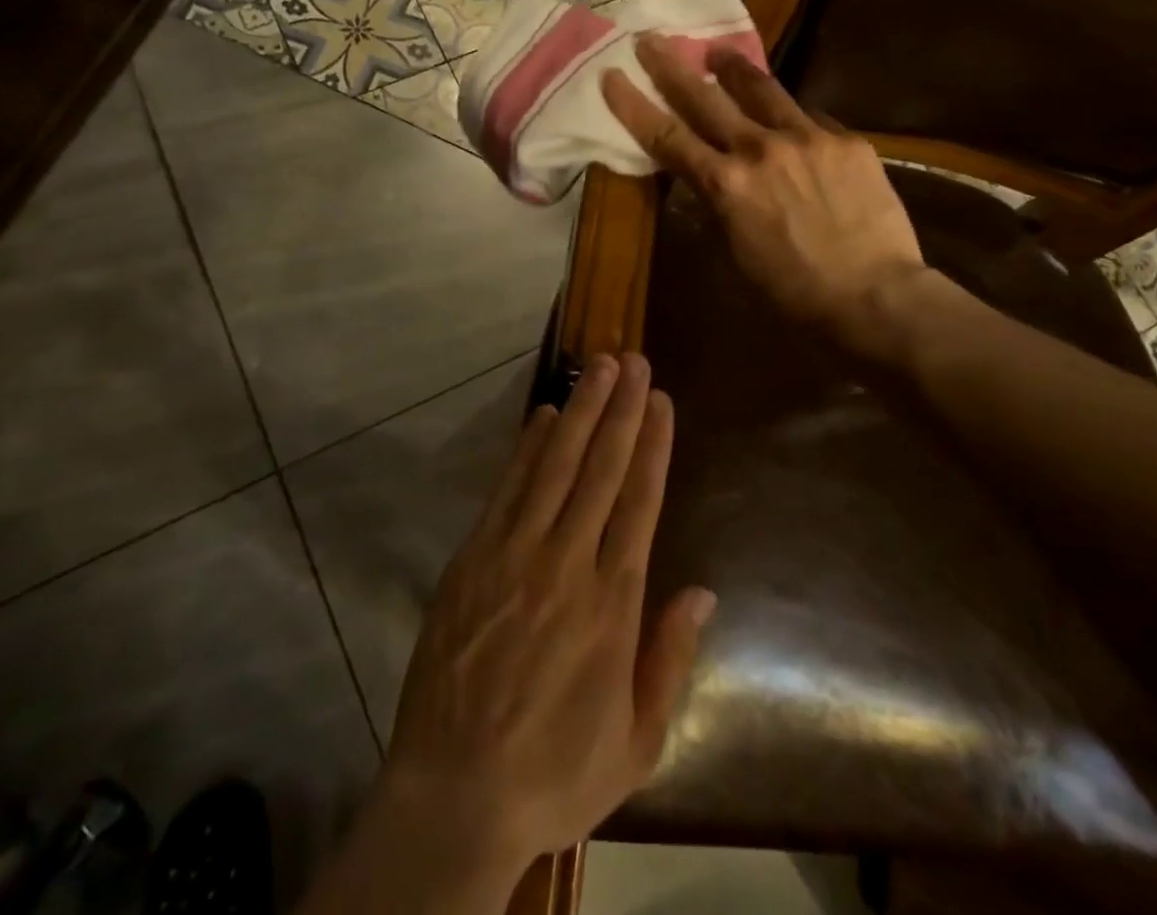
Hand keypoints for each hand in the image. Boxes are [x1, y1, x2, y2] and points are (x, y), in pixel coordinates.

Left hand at [381, 354, 714, 871]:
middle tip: (631, 359)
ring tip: (595, 368)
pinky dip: (526, 448)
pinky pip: (506, 489)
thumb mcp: (636, 741)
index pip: (638, 503)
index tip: (660, 401)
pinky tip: (543, 416)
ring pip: (553, 466)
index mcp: (611, 604)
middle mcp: (565, 564)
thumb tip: (703, 591)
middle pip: (598, 470)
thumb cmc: (555, 773)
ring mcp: (512, 554)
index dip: (651, 446)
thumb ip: (670, 658)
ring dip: (578, 412)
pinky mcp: (472, 557)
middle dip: (619, 410)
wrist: (453, 796)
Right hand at [602, 34, 927, 347]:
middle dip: (671, 66)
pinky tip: (792, 124)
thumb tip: (708, 181)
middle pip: (704, 98)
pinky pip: (811, 118)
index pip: (666, 136)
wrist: (875, 297)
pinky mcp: (847, 141)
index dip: (633, 105)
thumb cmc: (793, 292)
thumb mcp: (736, 253)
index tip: (611, 75)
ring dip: (732, 69)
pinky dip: (791, 118)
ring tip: (718, 53)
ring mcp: (807, 138)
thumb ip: (718, 206)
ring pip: (761, 89)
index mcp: (725, 184)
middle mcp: (759, 149)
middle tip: (651, 40)